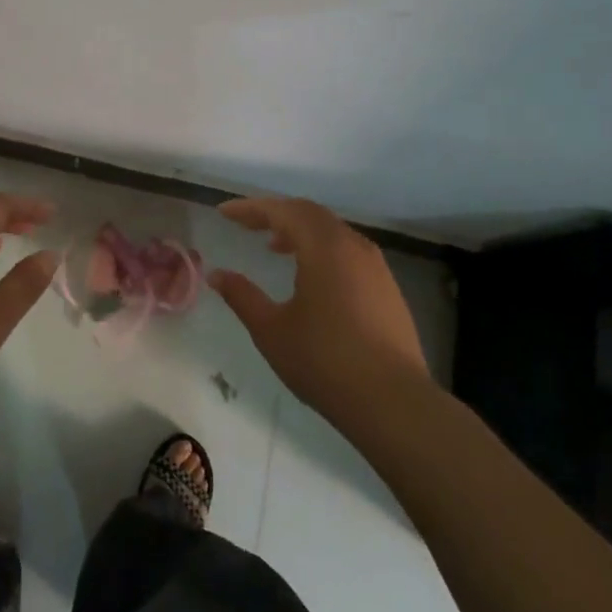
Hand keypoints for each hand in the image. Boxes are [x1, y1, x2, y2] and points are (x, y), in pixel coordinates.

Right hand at [211, 197, 429, 424]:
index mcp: (324, 247)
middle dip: (275, 214)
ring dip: (300, 231)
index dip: (251, 208)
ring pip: (332, 231)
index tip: (224, 213)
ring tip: (274, 247)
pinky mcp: (387, 288)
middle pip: (309, 213)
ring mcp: (375, 266)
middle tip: (246, 225)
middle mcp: (352, 246)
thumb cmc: (325, 361)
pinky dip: (322, 249)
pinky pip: (348, 250)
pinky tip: (311, 276)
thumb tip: (217, 275)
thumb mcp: (271, 330)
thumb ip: (242, 296)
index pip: (282, 211)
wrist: (394, 403)